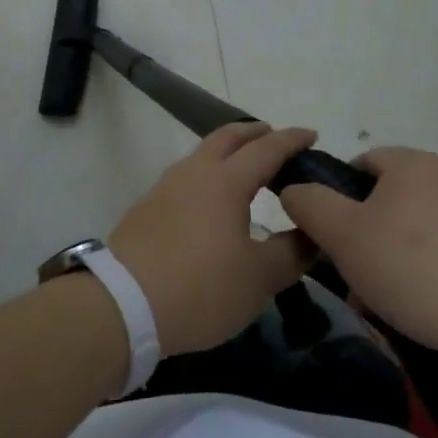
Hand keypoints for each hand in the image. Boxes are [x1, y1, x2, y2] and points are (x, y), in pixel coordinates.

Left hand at [110, 122, 318, 356]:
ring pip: (201, 155)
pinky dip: (208, 175)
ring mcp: (165, 187)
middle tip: (275, 139)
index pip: (266, 148)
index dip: (291, 140)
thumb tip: (315, 234)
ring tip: (246, 170)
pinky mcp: (146, 208)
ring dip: (227, 153)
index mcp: (225, 181)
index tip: (311, 135)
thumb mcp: (259, 278)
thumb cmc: (201, 288)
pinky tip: (212, 201)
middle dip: (254, 133)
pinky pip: (186, 177)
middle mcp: (194, 173)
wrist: (122, 305)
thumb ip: (292, 253)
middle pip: (227, 138)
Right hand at [279, 147, 437, 374]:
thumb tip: (293, 189)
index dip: (332, 195)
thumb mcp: (343, 234)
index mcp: (412, 164)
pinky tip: (402, 310)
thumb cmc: (412, 268)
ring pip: (402, 234)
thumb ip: (308, 204)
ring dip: (379, 263)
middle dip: (355, 238)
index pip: (357, 163)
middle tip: (342, 272)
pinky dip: (411, 277)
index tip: (325, 235)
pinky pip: (431, 257)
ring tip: (370, 301)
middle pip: (379, 201)